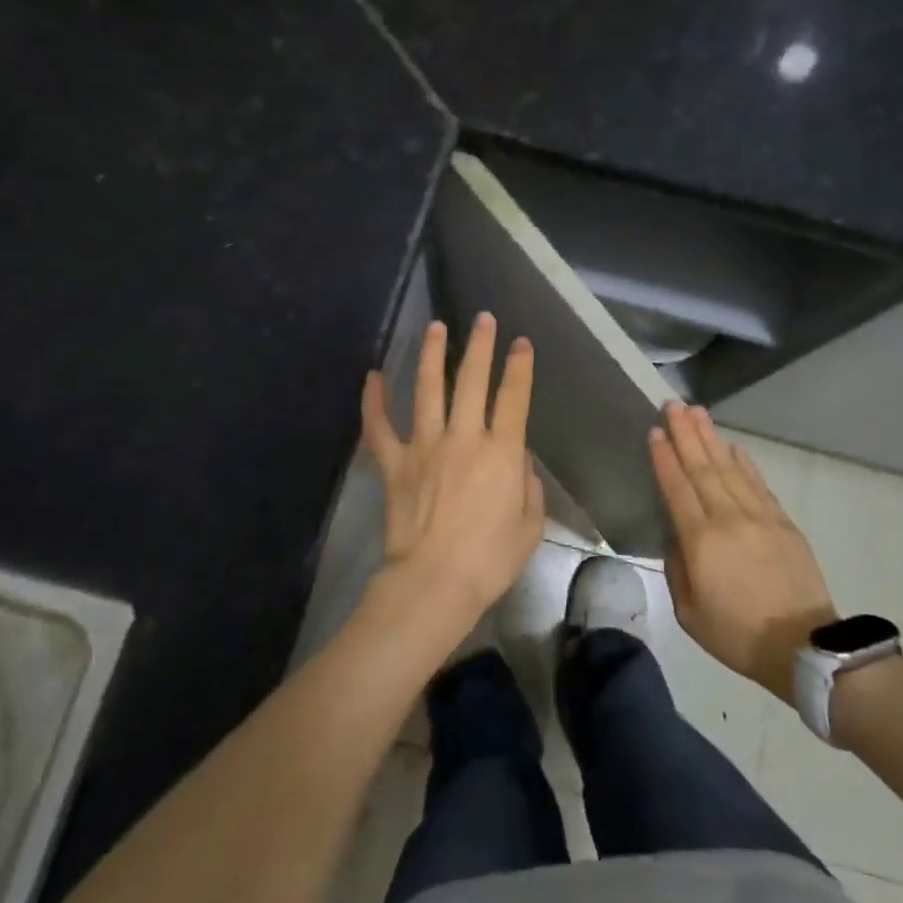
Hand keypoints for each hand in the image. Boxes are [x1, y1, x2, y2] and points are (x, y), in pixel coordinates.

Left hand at [362, 313, 544, 629]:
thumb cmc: (489, 560)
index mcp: (501, 452)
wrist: (435, 583)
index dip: (519, 366)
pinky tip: (372, 376)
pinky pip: (379, 427)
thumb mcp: (530, 526)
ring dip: (432, 355)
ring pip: (428, 389)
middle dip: (480, 346)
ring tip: (436, 327)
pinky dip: (373, 401)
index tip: (521, 343)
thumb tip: (518, 462)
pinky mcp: (394, 463)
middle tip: (483, 319)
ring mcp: (424, 446)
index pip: (513, 397)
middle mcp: (464, 438)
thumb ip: (529, 487)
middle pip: (472, 381)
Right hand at [651, 402, 833, 703]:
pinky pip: (758, 483)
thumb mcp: (689, 612)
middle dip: (685, 433)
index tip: (655, 431)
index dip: (664, 457)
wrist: (803, 646)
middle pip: (702, 467)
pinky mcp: (782, 522)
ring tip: (697, 412)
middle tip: (673, 404)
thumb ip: (677, 568)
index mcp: (701, 540)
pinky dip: (744, 462)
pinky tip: (733, 446)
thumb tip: (678, 537)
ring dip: (711, 438)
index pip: (677, 487)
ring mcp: (759, 516)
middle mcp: (728, 518)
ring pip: (729, 467)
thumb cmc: (737, 634)